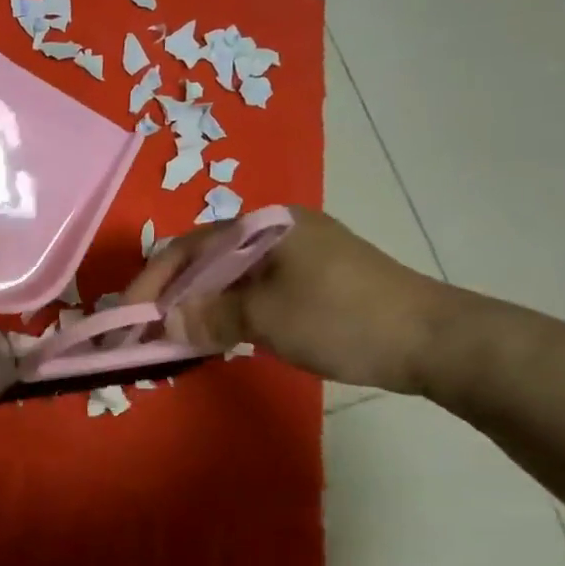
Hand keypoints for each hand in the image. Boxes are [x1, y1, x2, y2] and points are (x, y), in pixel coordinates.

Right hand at [122, 207, 460, 393]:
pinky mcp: (315, 279)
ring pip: (230, 275)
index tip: (127, 316)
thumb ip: (210, 317)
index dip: (152, 281)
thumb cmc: (345, 319)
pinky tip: (221, 331)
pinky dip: (230, 309)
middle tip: (147, 328)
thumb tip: (163, 324)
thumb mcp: (268, 319)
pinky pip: (254, 288)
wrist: (437, 340)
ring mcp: (299, 253)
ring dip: (200, 304)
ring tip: (177, 334)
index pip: (188, 247)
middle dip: (173, 293)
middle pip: (206, 258)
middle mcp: (278, 230)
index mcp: (264, 225)